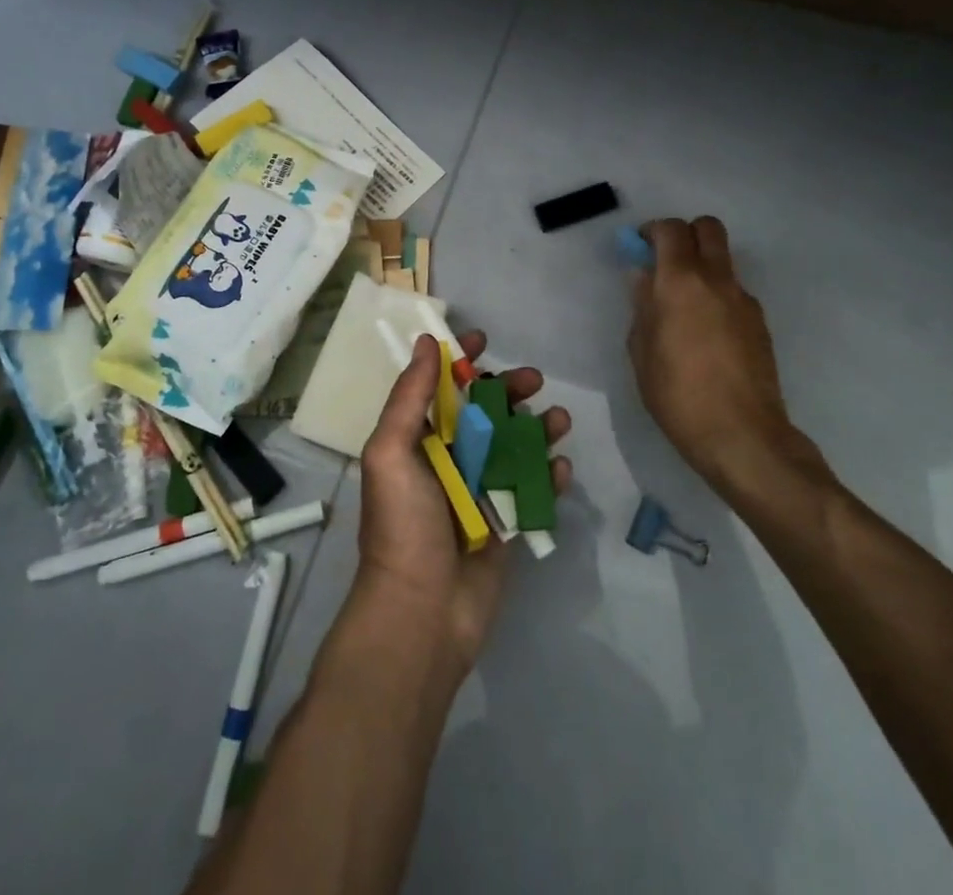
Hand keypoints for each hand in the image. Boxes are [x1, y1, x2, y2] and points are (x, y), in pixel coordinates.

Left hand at [355, 331, 571, 671]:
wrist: (422, 612)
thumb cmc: (403, 525)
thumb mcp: (391, 452)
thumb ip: (409, 397)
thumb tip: (425, 343)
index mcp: (418, 442)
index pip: (440, 389)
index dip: (460, 361)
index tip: (483, 340)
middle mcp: (449, 460)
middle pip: (485, 412)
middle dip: (509, 390)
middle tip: (533, 380)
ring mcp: (480, 491)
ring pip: (514, 445)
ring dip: (538, 427)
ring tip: (559, 419)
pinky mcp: (506, 523)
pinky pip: (533, 489)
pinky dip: (549, 474)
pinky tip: (561, 467)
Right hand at [628, 216, 829, 494]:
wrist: (742, 436)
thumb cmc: (677, 394)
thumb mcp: (641, 351)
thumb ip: (643, 306)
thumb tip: (644, 279)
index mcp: (681, 282)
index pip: (671, 230)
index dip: (653, 231)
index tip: (639, 246)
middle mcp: (717, 280)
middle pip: (708, 228)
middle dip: (685, 234)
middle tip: (666, 261)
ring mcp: (744, 300)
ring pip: (723, 260)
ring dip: (703, 267)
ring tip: (684, 306)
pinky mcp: (760, 323)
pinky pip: (733, 292)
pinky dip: (717, 296)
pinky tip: (706, 334)